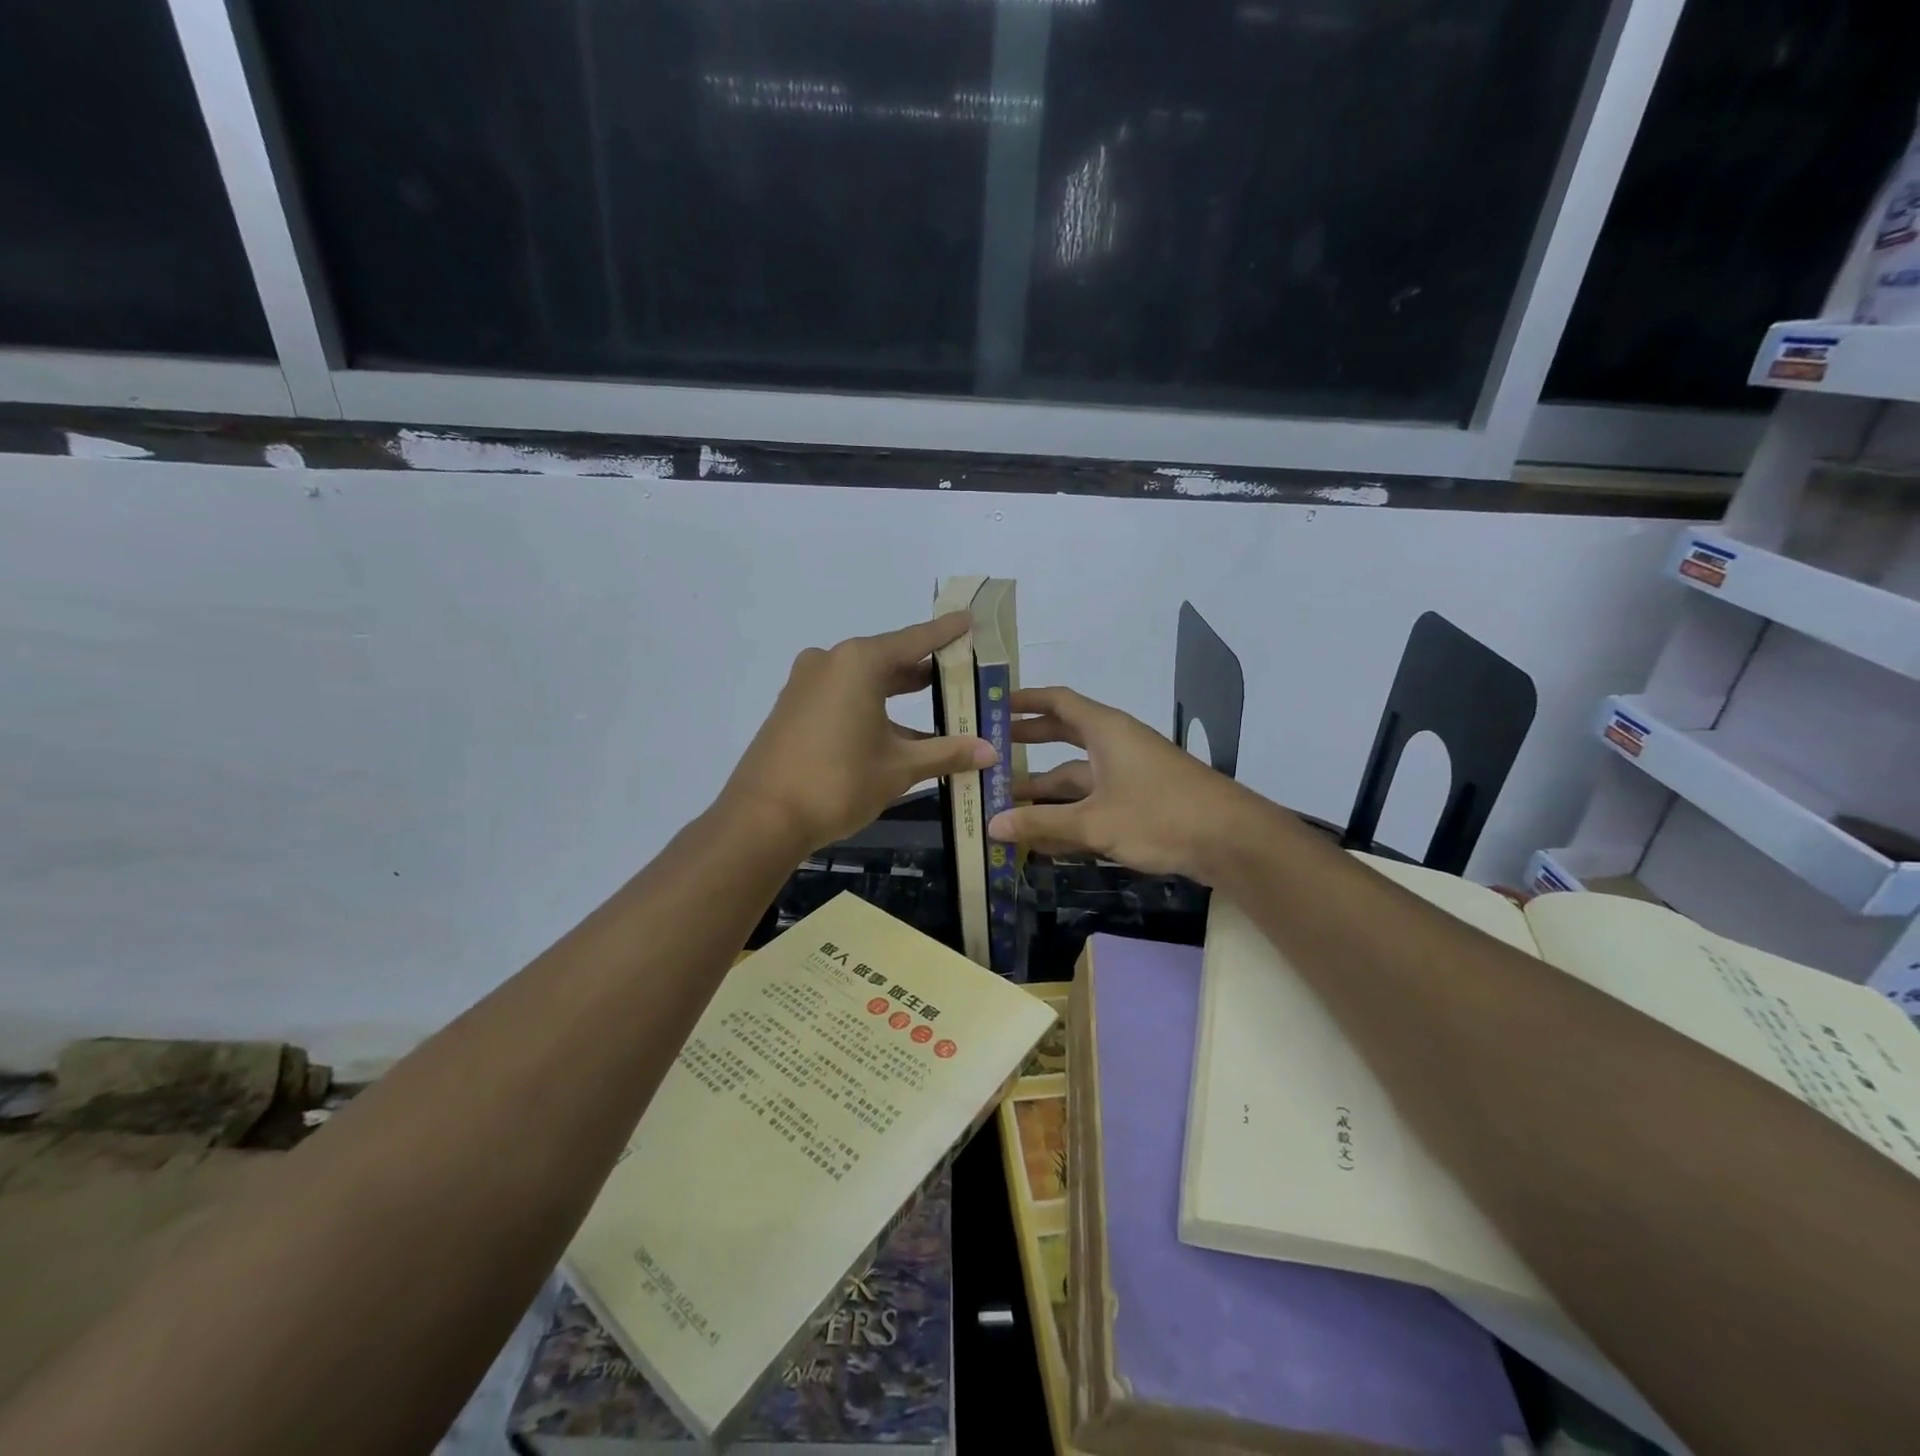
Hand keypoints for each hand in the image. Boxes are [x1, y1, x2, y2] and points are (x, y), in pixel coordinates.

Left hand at [721, 613, 997, 852]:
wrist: (762, 818)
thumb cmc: (839, 783)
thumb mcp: (899, 768)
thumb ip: (946, 753)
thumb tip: (990, 751)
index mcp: (859, 663)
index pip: (914, 640)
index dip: (945, 632)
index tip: (968, 618)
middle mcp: (830, 662)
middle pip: (888, 658)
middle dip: (924, 668)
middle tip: (960, 670)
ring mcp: (806, 684)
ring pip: (864, 680)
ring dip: (897, 693)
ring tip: (937, 702)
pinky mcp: (793, 707)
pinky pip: (842, 696)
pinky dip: (871, 707)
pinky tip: (896, 731)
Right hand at [989, 687, 1253, 880]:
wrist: (1232, 842)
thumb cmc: (1160, 815)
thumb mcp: (1094, 821)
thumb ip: (1042, 824)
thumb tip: (992, 825)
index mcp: (1106, 731)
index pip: (1058, 702)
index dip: (1025, 701)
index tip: (994, 707)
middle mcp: (1115, 746)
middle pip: (1063, 739)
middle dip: (1029, 746)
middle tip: (991, 753)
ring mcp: (1129, 776)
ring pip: (1077, 779)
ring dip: (1044, 794)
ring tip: (1004, 808)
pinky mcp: (1140, 805)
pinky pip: (1094, 804)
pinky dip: (1069, 818)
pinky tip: (1043, 843)